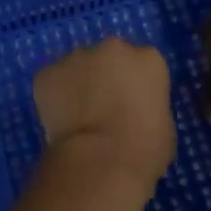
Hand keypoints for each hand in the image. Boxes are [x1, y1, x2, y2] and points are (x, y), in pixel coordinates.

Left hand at [34, 38, 174, 190]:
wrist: (100, 161)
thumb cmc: (144, 149)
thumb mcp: (164, 125)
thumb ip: (147, 106)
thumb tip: (133, 111)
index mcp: (148, 59)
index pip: (143, 63)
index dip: (135, 84)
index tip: (131, 104)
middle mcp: (113, 48)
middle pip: (109, 56)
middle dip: (105, 76)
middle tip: (103, 107)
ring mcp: (76, 57)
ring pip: (78, 66)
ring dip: (78, 84)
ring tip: (78, 117)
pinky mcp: (47, 73)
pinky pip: (52, 81)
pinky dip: (53, 96)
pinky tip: (59, 121)